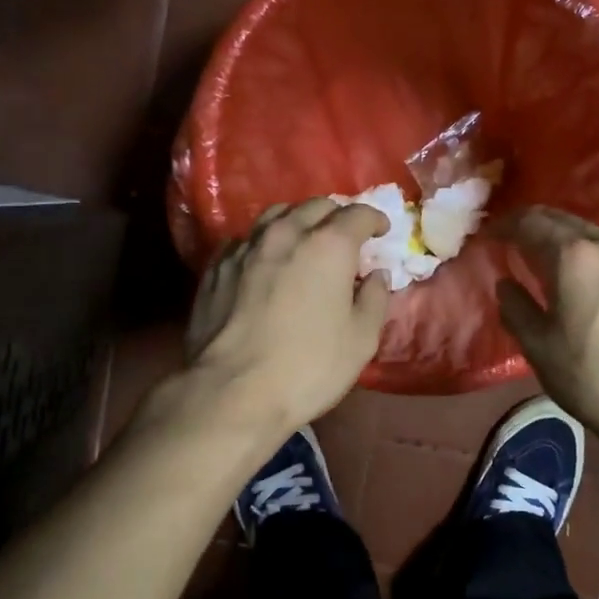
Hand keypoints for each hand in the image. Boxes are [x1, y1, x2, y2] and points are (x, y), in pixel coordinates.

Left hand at [186, 199, 391, 433]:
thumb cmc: (308, 367)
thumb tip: (376, 276)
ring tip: (303, 241)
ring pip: (276, 215)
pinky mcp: (216, 267)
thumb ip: (375, 299)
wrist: (232, 392)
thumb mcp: (361, 340)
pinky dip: (264, 243)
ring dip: (297, 221)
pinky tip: (265, 262)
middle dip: (336, 216)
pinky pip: (246, 240)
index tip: (381, 231)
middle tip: (345, 237)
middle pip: (316, 206)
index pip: (358, 214)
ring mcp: (245, 247)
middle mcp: (286, 233)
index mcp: (328, 246)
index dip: (375, 220)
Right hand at [494, 206, 598, 438]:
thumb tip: (506, 284)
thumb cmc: (593, 377)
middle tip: (511, 239)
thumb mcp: (539, 347)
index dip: (505, 226)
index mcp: (573, 256)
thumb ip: (516, 308)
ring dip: (562, 236)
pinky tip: (582, 276)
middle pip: (563, 220)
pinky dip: (587, 252)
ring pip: (590, 232)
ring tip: (544, 256)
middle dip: (533, 224)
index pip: (530, 223)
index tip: (488, 235)